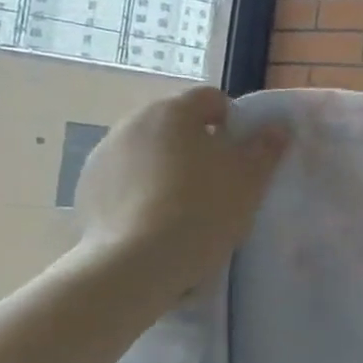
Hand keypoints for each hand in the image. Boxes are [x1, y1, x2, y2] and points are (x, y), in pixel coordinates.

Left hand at [73, 86, 287, 297]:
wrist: (136, 263)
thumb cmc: (202, 210)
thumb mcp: (250, 179)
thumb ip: (266, 147)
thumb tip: (276, 128)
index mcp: (174, 111)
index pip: (211, 99)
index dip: (233, 122)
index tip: (242, 155)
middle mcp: (133, 122)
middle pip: (176, 124)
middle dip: (197, 145)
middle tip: (217, 182)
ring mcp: (104, 155)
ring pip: (148, 151)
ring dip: (167, 167)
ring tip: (184, 206)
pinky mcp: (86, 189)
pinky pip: (124, 180)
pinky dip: (140, 191)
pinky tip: (155, 221)